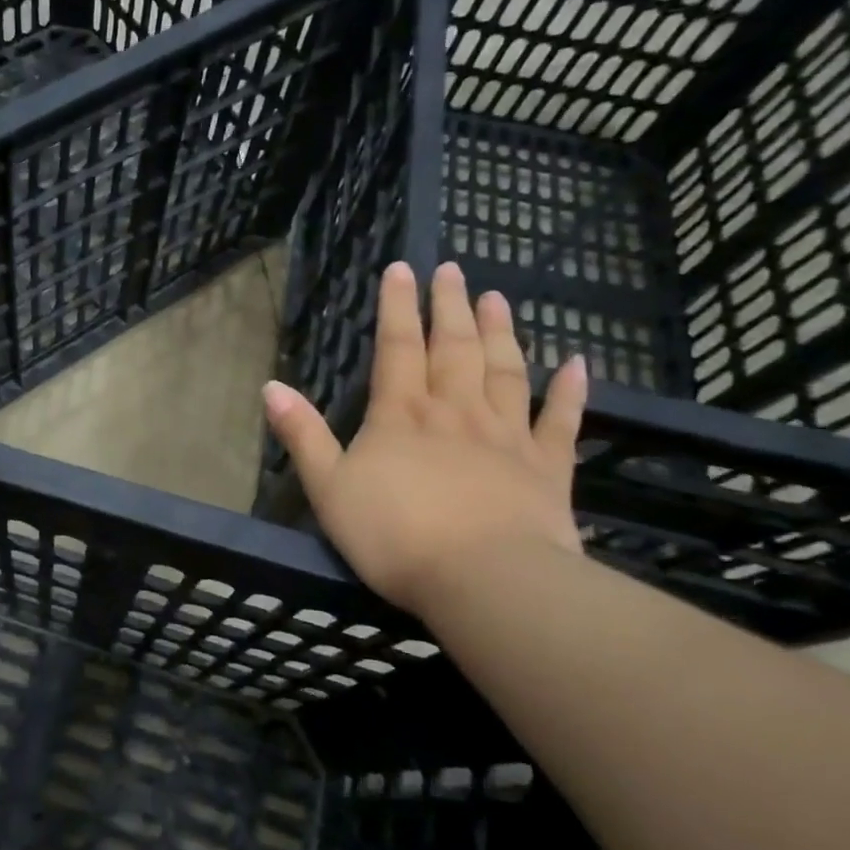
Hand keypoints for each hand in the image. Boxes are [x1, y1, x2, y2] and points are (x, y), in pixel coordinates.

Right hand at [263, 261, 587, 614]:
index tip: (401, 268)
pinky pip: (561, 420)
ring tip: (497, 298)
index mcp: (402, 414)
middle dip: (450, 306)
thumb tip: (271, 386)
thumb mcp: (328, 488)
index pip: (397, 347)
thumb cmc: (394, 536)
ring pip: (505, 371)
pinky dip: (570, 391)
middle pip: (454, 347)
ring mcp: (506, 436)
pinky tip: (578, 364)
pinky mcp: (547, 468)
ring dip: (500, 332)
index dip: (398, 307)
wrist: (484, 581)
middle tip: (454, 270)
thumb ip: (302, 435)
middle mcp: (455, 411)